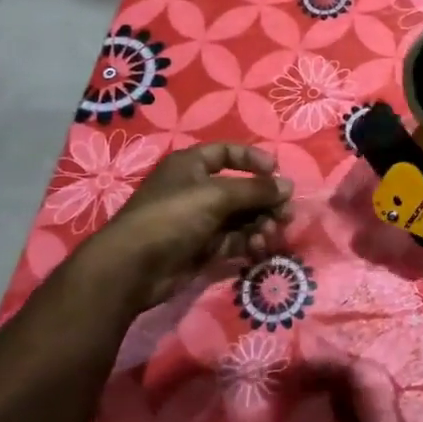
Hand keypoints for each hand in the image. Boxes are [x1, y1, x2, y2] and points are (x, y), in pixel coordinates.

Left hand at [76, 143, 292, 309]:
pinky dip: (248, 242)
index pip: (227, 153)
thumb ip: (256, 190)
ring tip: (272, 234)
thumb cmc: (173, 217)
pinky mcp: (202, 248)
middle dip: (265, 201)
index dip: (253, 160)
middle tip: (286, 214)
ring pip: (241, 217)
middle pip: (240, 189)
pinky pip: (234, 239)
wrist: (133, 268)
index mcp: (191, 165)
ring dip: (260, 223)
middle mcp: (196, 189)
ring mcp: (199, 220)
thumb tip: (288, 186)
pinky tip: (258, 247)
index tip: (277, 173)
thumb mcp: (217, 196)